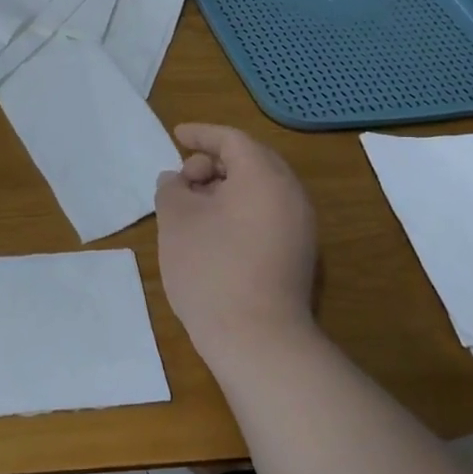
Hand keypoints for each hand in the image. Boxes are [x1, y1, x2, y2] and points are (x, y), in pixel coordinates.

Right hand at [155, 123, 319, 375]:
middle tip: (184, 178)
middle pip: (252, 160)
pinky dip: (240, 209)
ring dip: (226, 188)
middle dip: (214, 161)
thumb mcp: (176, 220)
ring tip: (193, 206)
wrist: (257, 339)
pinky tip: (214, 231)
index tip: (176, 135)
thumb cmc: (211, 268)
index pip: (232, 140)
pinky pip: (268, 213)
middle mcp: (290, 194)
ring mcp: (301, 226)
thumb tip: (178, 181)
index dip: (201, 134)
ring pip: (261, 189)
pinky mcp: (299, 254)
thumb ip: (172, 188)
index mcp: (263, 176)